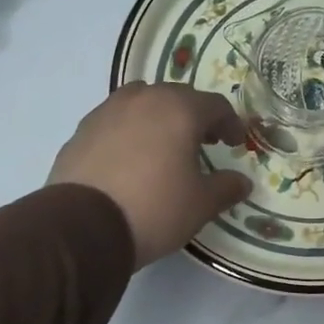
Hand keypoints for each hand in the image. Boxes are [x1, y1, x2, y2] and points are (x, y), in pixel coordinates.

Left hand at [49, 84, 252, 267]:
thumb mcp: (201, 204)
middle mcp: (143, 99)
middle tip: (204, 141)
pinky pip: (115, 122)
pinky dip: (130, 132)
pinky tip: (130, 160)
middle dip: (195, 116)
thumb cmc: (154, 208)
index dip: (231, 123)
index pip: (215, 105)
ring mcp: (107, 111)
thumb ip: (226, 188)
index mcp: (179, 110)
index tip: (236, 142)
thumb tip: (242, 182)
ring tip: (164, 145)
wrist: (83, 226)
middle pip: (177, 97)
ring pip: (142, 103)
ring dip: (159, 118)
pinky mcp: (81, 130)